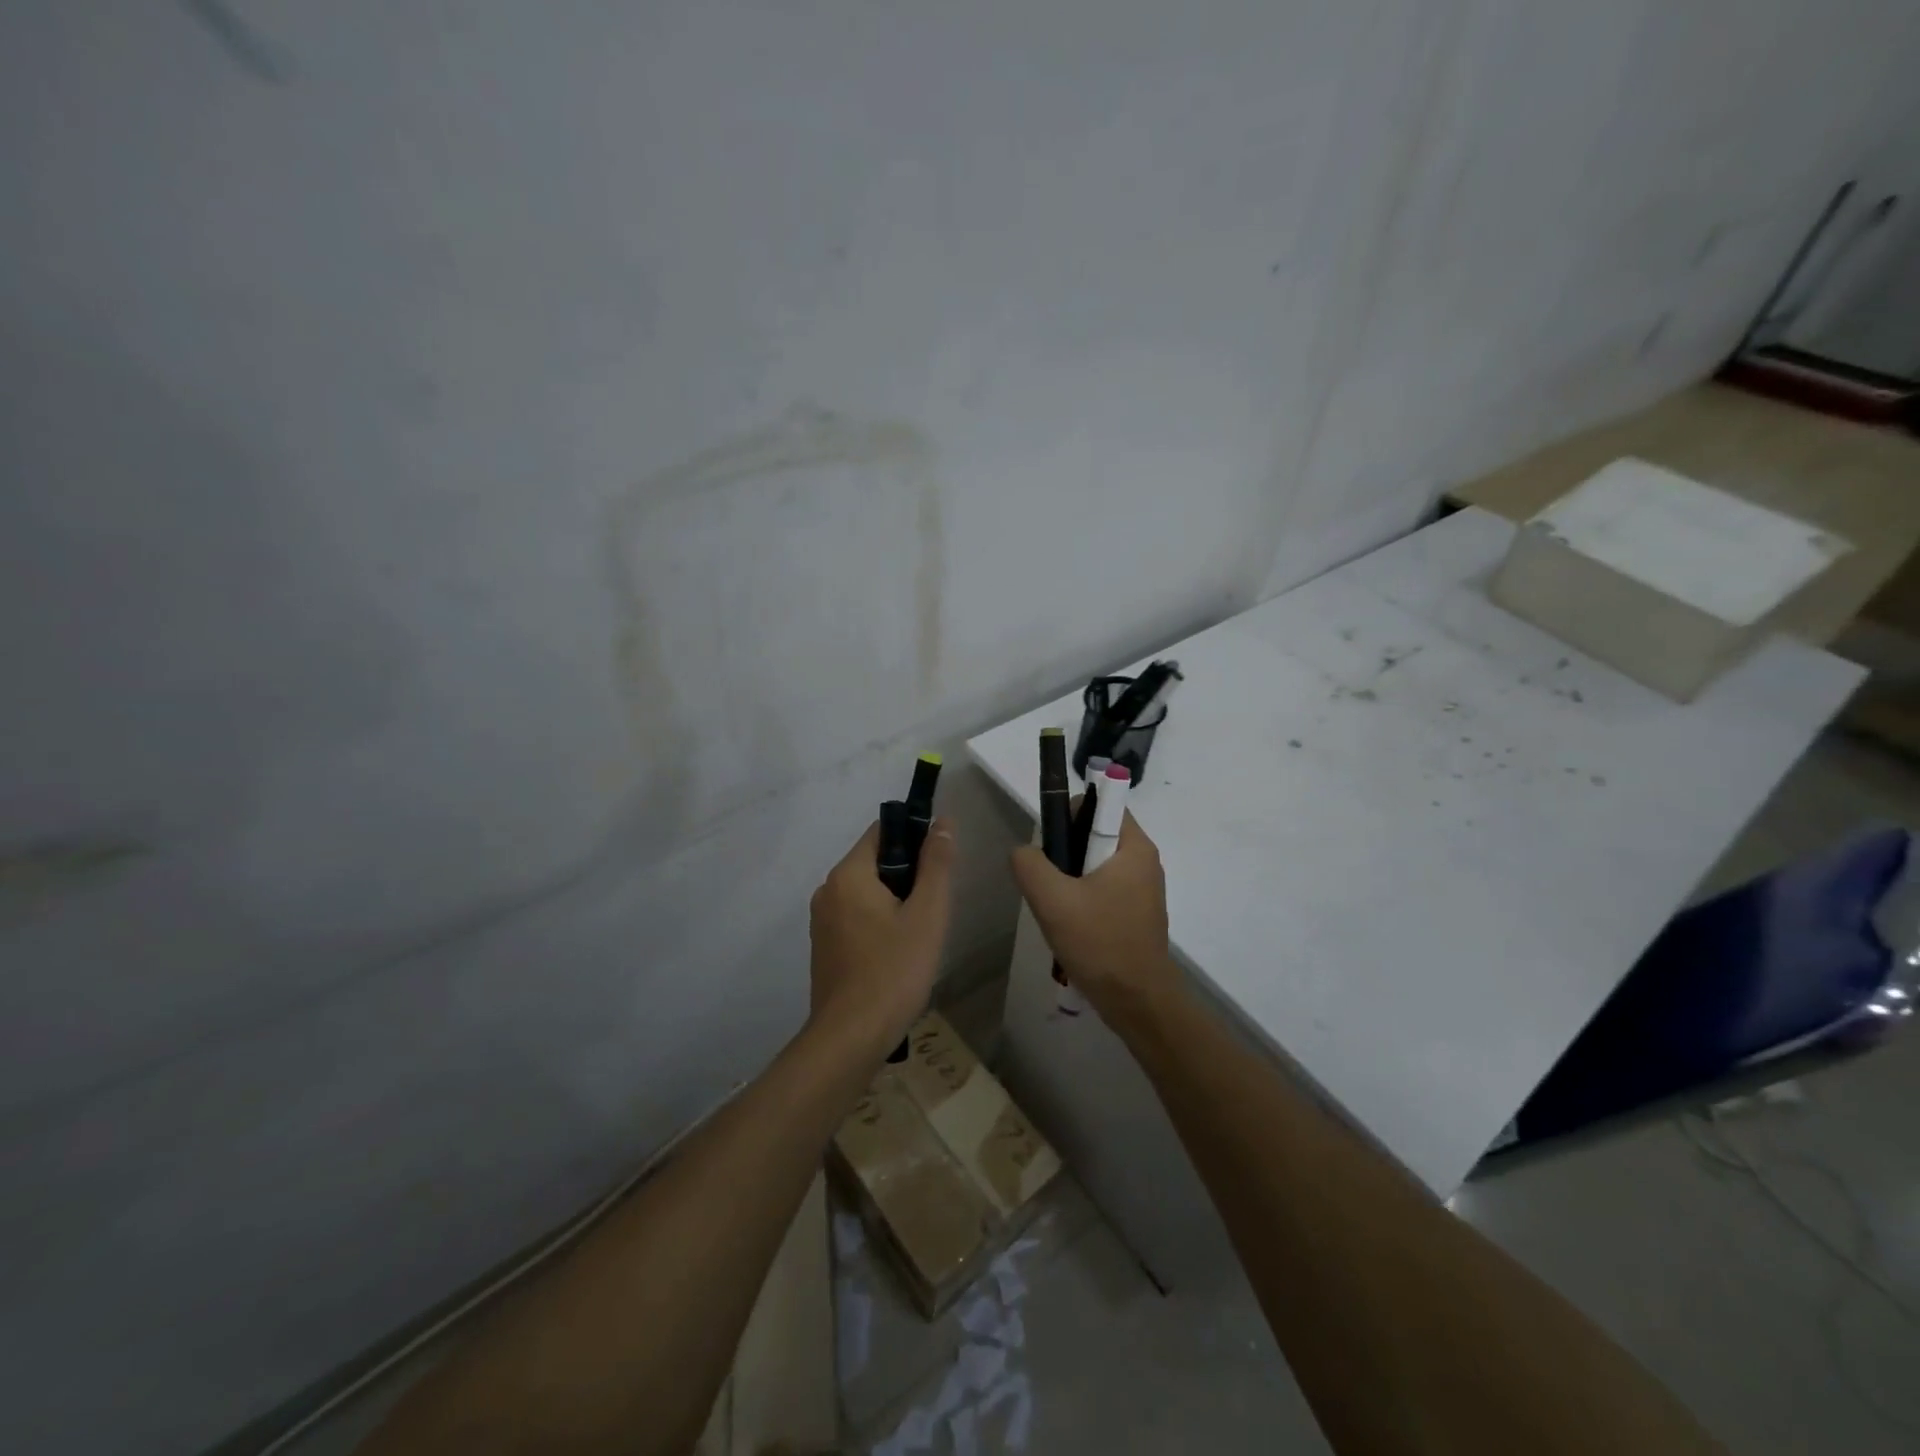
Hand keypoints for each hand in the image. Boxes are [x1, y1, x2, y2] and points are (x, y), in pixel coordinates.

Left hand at [808, 817, 954, 1055]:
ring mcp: (821, 921)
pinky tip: (898, 953)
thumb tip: (943, 822)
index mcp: (848, 874)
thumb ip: (936, 864)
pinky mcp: (823, 948)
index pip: (882, 831)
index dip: (915, 838)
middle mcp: (827, 890)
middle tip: (935, 906)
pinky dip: (878, 923)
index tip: (939, 866)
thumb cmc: (893, 972)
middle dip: (908, 875)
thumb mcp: (927, 914)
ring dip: (895, 902)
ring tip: (920, 933)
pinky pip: (855, 918)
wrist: (850, 1039)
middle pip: (874, 862)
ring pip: (866, 893)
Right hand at [1011, 810, 1180, 1018]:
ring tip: (1057, 910)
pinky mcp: (1137, 912)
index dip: (1068, 817)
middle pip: (1094, 835)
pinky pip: (1104, 889)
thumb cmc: (1099, 942)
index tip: (1051, 849)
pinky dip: (1084, 899)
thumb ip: (1030, 864)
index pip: (1099, 805)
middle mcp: (1144, 860)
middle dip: (1066, 854)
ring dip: (1071, 881)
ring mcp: (1143, 889)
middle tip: (1049, 886)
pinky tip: (1071, 926)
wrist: (1138, 1002)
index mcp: (1134, 846)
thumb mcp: (1052, 899)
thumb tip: (1024, 851)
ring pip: (1096, 865)